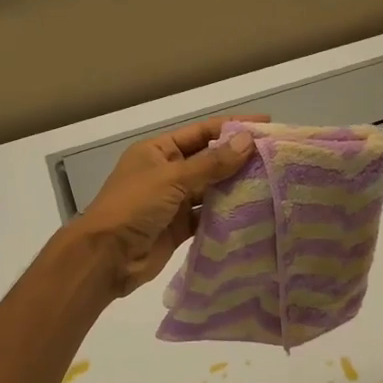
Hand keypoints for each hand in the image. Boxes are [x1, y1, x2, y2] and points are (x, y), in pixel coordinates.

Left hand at [70, 116, 265, 296]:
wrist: (106, 257)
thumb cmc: (133, 206)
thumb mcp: (172, 178)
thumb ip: (211, 163)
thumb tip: (247, 141)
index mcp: (158, 150)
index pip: (202, 132)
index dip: (233, 127)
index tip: (266, 125)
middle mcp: (167, 172)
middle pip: (209, 160)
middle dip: (239, 158)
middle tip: (276, 157)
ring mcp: (173, 201)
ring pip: (211, 189)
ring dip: (236, 186)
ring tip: (272, 183)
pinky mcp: (179, 228)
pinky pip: (208, 216)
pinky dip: (227, 214)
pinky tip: (253, 212)